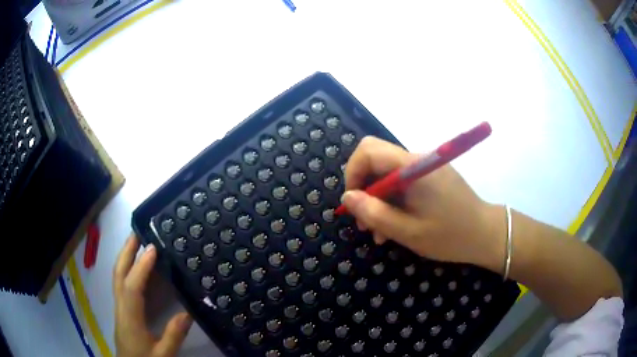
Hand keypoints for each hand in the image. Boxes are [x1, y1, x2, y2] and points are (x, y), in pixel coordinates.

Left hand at [113, 235, 192, 356]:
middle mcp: (120, 308)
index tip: (152, 248)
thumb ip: (174, 335)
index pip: (132, 287)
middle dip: (126, 252)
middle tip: (137, 232)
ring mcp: (119, 307)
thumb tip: (188, 313)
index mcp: (130, 318)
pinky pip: (121, 283)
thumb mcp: (163, 354)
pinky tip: (135, 268)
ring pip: (117, 277)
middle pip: (118, 275)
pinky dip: (127, 269)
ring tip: (136, 243)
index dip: (141, 267)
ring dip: (125, 257)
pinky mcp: (121, 310)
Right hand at [342, 136, 503, 271]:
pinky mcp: (432, 176)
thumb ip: (374, 214)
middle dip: (365, 191)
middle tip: (366, 224)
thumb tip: (347, 197)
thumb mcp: (408, 231)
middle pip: (376, 162)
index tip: (354, 203)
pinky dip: (394, 201)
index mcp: (413, 166)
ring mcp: (426, 166)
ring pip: (388, 175)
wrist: (486, 234)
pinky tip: (397, 225)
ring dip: (379, 201)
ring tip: (381, 233)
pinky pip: (403, 182)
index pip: (368, 150)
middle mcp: (418, 158)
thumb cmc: (450, 235)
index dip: (353, 173)